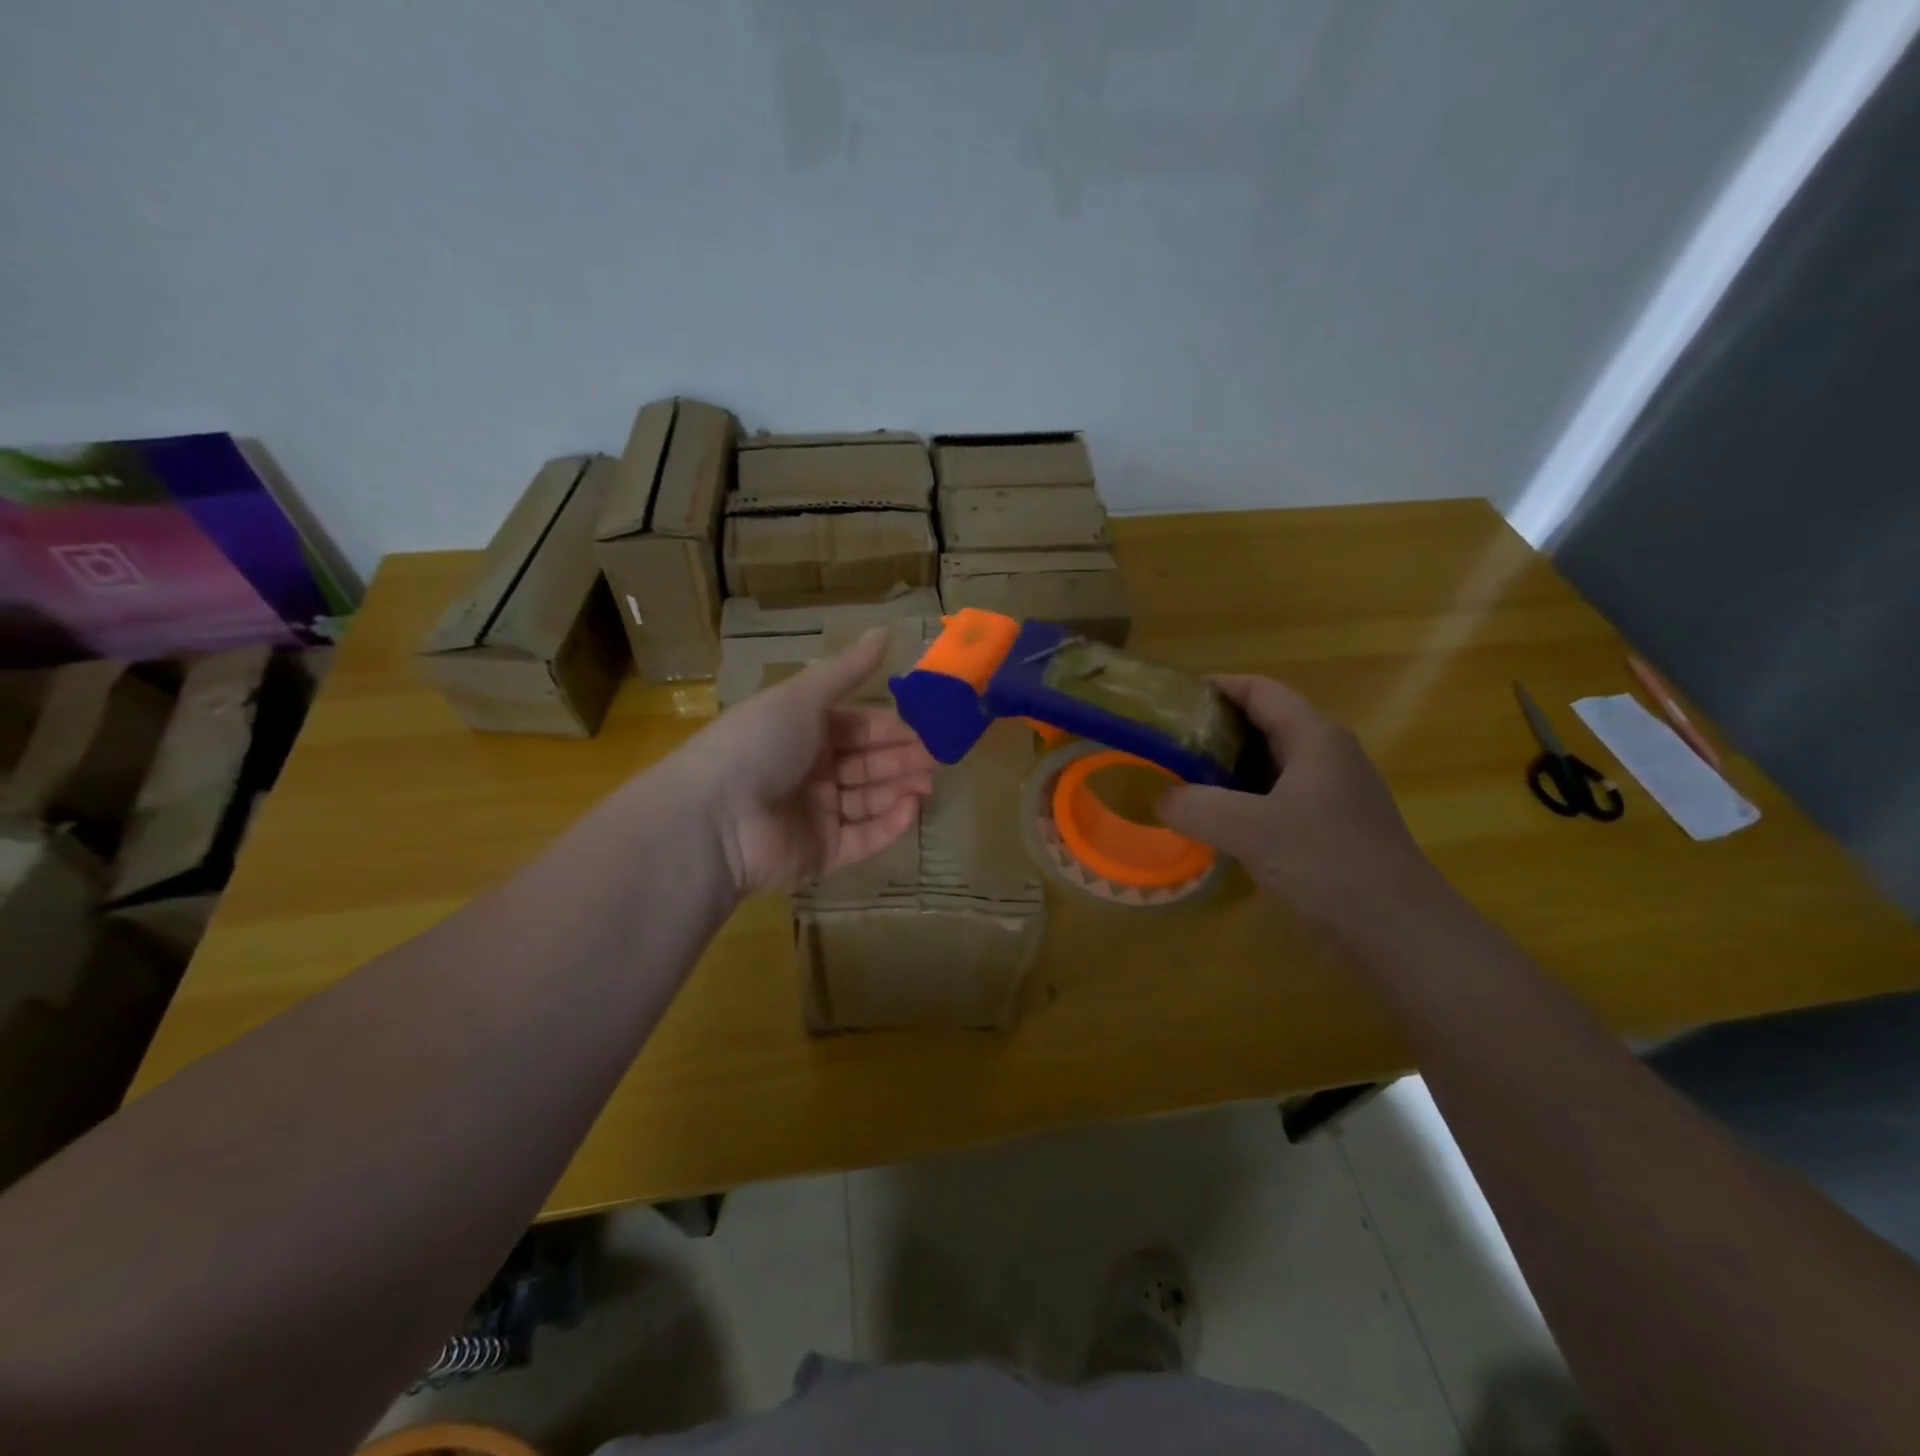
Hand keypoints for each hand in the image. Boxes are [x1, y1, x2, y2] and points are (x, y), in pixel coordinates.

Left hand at [674, 628, 936, 895]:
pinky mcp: (820, 854)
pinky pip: (862, 839)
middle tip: (938, 759)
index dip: (891, 729)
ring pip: (869, 802)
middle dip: (903, 760)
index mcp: (802, 732)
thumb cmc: (759, 744)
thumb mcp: (803, 696)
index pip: (858, 728)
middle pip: (867, 765)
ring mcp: (815, 815)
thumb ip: (847, 670)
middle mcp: (810, 771)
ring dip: (900, 791)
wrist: (715, 817)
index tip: (928, 730)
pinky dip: (889, 826)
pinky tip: (911, 809)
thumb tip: (885, 630)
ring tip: (929, 784)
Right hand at [1158, 676, 1439, 927]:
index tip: (1172, 701)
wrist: (1397, 930)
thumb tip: (1161, 798)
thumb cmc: (1327, 862)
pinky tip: (1215, 824)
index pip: (1260, 690)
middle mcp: (1326, 756)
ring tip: (1180, 782)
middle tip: (1168, 745)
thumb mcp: (1249, 829)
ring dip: (1226, 770)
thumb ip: (1196, 806)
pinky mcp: (1330, 828)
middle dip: (1214, 731)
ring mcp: (1332, 794)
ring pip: (1269, 766)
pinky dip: (1243, 802)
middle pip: (1263, 725)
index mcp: (1314, 738)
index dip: (1216, 687)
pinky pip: (1277, 800)